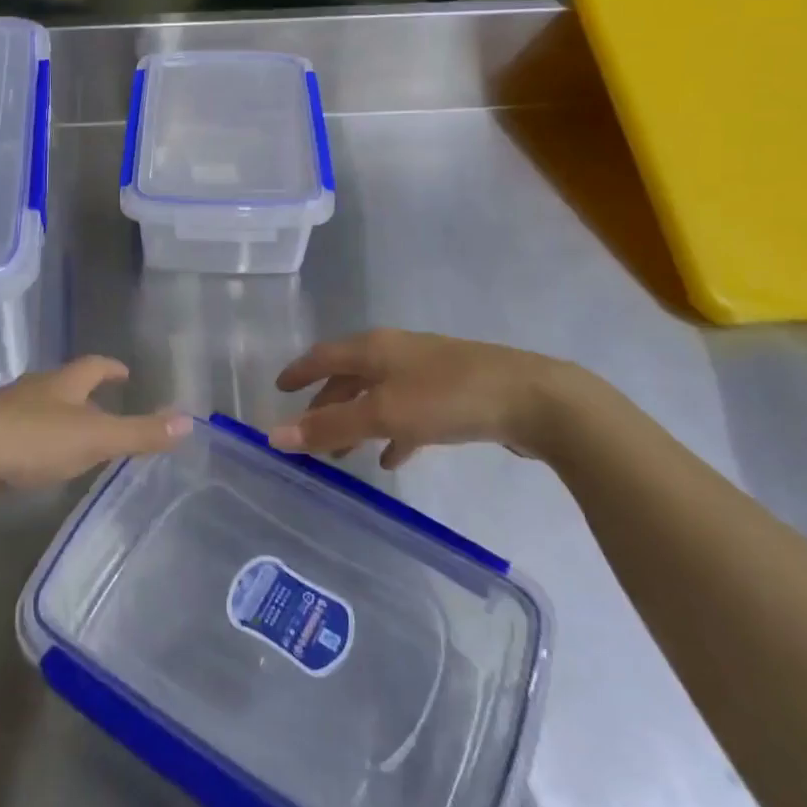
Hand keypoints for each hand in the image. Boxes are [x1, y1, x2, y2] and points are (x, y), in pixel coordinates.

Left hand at [0, 357, 192, 493]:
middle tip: (103, 407)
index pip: (93, 366)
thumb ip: (139, 433)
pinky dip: (30, 439)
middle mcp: (32, 389)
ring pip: (37, 406)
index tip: (124, 372)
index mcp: (62, 384)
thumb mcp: (93, 438)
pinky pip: (13, 430)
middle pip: (63, 384)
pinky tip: (31, 459)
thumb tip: (189, 421)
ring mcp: (2, 410)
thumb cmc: (31, 439)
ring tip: (71, 435)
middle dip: (84, 393)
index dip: (111, 368)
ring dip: (56, 416)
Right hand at [270, 330, 574, 467]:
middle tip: (310, 435)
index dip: (299, 373)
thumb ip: (329, 426)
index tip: (278, 390)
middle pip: (349, 377)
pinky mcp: (453, 393)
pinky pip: (409, 411)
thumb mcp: (382, 414)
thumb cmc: (447, 398)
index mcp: (374, 348)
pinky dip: (393, 431)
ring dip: (358, 422)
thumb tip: (273, 436)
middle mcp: (396, 352)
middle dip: (327, 406)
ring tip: (345, 455)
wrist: (533, 399)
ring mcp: (427, 371)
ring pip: (378, 396)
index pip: (322, 356)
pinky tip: (394, 457)